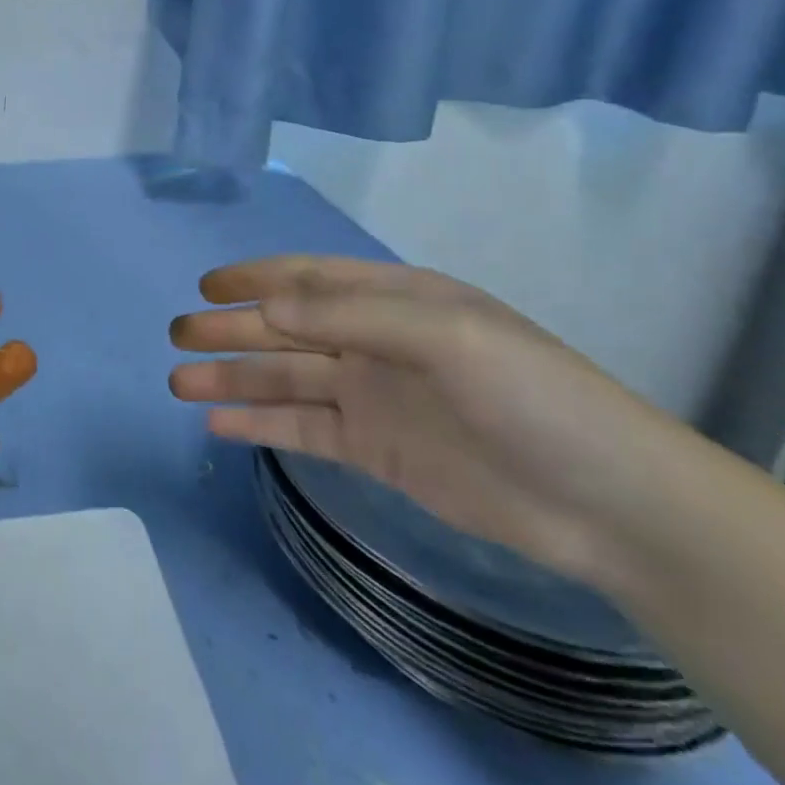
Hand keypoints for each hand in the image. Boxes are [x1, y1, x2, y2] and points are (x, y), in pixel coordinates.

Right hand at [168, 255, 685, 584]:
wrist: (610, 506)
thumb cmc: (534, 397)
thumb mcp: (447, 336)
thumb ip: (352, 315)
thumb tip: (266, 305)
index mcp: (395, 301)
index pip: (309, 279)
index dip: (255, 278)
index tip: (205, 286)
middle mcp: (375, 343)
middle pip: (285, 330)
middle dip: (229, 329)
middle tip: (174, 335)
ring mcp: (372, 399)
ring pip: (284, 380)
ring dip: (231, 378)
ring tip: (178, 384)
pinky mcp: (373, 451)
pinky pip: (302, 430)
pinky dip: (260, 424)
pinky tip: (218, 424)